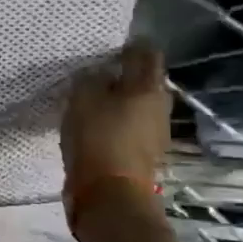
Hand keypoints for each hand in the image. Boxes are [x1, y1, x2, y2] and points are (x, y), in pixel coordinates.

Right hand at [60, 40, 169, 201]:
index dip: (129, 47)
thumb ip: (90, 79)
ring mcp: (157, 133)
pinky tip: (99, 128)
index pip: (146, 53)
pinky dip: (119, 124)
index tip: (108, 48)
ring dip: (122, 102)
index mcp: (148, 86)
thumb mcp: (83, 98)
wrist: (110, 194)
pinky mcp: (146, 154)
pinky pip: (133, 128)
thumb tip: (99, 74)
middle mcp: (160, 105)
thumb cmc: (97, 138)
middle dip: (125, 76)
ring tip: (95, 103)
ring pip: (139, 106)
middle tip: (98, 76)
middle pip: (145, 81)